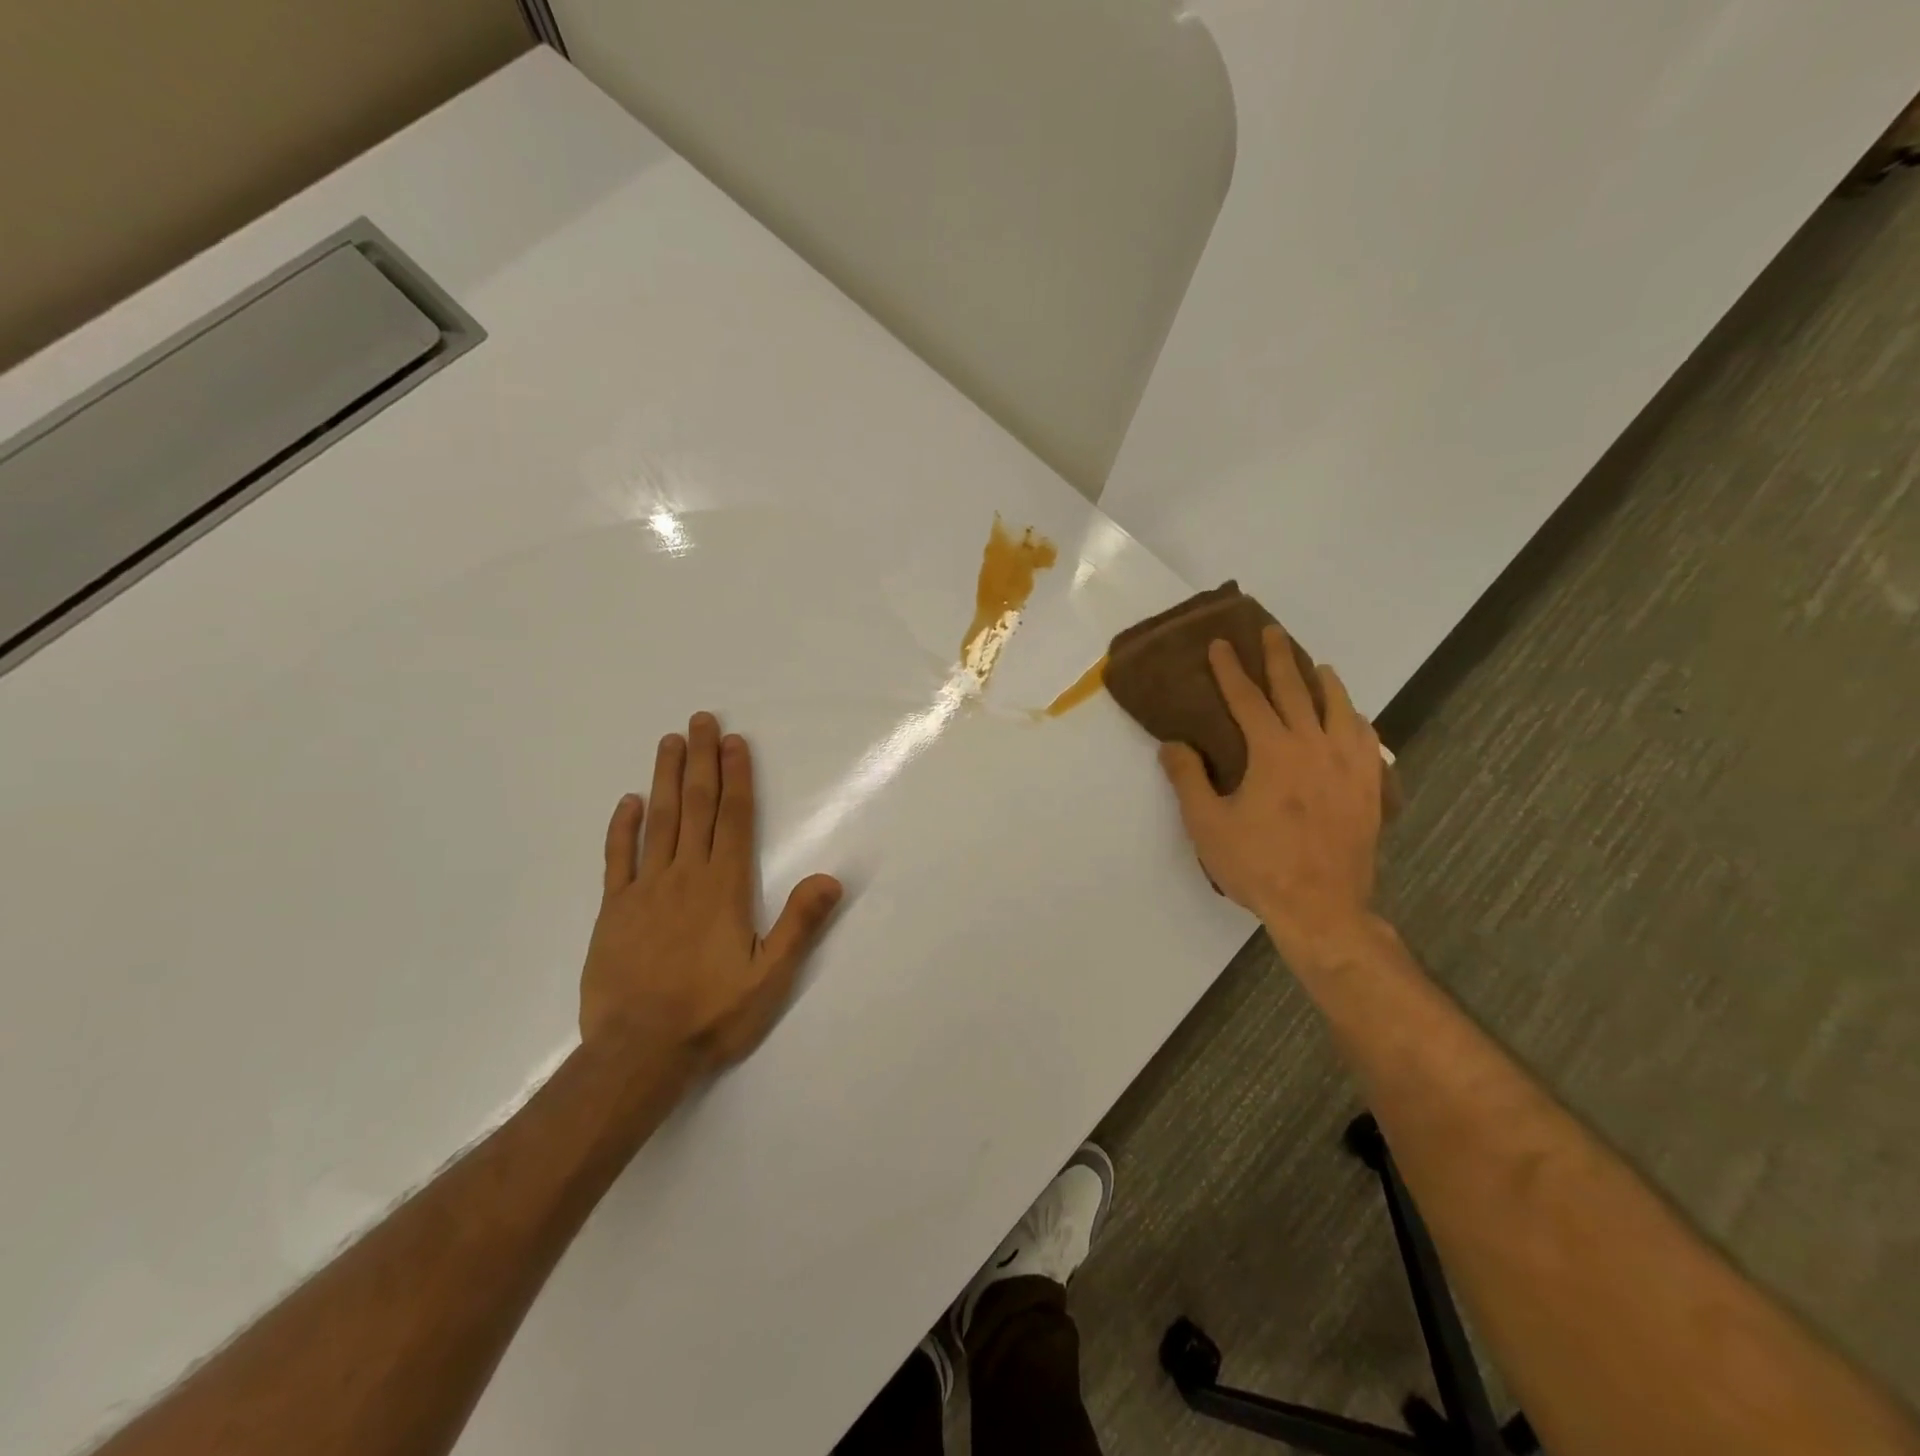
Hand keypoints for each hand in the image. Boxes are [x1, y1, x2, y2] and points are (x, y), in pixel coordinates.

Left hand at [580, 712, 843, 1072]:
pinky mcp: (614, 911)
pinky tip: (628, 801)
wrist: (637, 1054)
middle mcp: (685, 876)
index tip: (733, 741)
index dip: (736, 777)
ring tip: (669, 742)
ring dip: (666, 779)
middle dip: (701, 761)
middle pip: (696, 807)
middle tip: (700, 720)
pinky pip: (617, 859)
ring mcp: (645, 890)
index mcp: (724, 887)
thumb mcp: (770, 978)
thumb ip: (799, 924)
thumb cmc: (711, 1014)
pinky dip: (622, 827)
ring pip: (658, 821)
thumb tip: (831, 878)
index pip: (734, 818)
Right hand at [1158, 628, 1384, 967]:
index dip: (1230, 670)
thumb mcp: (1207, 825)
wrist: (1322, 907)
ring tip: (1318, 667)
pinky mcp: (1370, 786)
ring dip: (1325, 682)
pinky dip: (1356, 719)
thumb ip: (1188, 779)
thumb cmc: (1257, 865)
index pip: (1247, 699)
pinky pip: (1367, 738)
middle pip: (1296, 690)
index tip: (1220, 644)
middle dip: (1278, 658)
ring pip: (1340, 708)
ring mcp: (1349, 765)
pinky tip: (1353, 718)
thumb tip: (1173, 744)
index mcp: (1273, 752)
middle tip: (1270, 632)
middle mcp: (1315, 746)